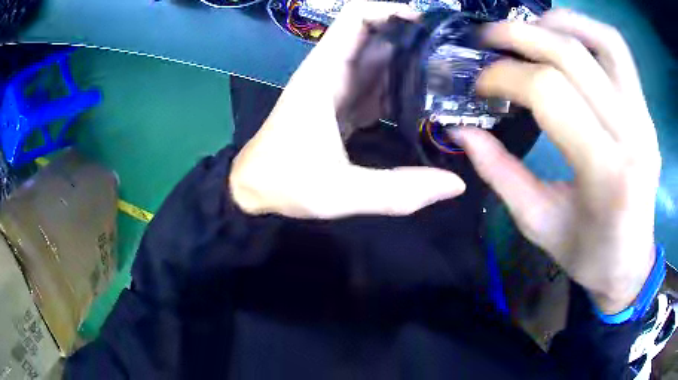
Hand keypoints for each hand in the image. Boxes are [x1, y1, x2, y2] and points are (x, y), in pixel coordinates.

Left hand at [230, 1, 464, 218]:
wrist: (252, 190)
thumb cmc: (286, 184)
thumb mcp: (341, 193)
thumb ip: (398, 192)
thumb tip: (455, 185)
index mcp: (325, 75)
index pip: (356, 18)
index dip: (391, 11)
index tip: (428, 25)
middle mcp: (330, 72)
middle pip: (375, 37)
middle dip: (412, 39)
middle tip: (453, 57)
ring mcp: (334, 87)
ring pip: (377, 60)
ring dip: (409, 63)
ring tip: (448, 77)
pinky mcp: (338, 105)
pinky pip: (373, 85)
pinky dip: (397, 87)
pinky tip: (422, 102)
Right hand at [451, 10, 660, 313]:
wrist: (630, 262)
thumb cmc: (587, 254)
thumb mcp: (538, 224)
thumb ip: (500, 174)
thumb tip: (461, 131)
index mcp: (606, 174)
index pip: (550, 93)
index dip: (505, 78)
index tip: (479, 85)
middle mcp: (632, 134)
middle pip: (571, 56)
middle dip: (519, 38)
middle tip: (487, 40)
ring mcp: (644, 117)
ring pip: (602, 41)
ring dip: (556, 23)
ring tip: (526, 30)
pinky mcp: (646, 110)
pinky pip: (618, 51)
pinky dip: (586, 30)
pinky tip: (562, 37)